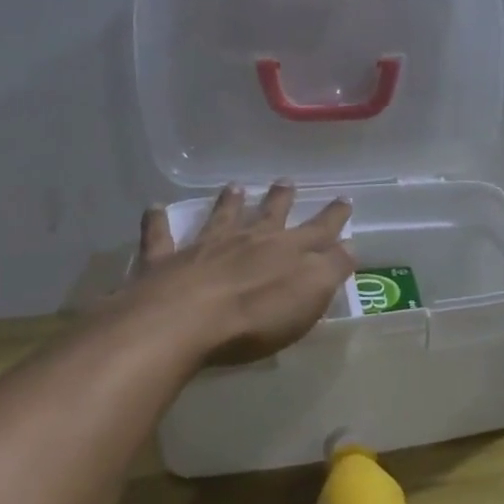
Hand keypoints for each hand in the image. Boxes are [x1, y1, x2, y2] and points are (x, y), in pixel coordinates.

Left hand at [119, 181, 353, 367]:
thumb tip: (349, 245)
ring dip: (229, 202)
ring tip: (234, 186)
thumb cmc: (256, 316)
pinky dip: (157, 222)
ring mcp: (205, 248)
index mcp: (288, 251)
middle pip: (269, 215)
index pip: (319, 230)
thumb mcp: (311, 295)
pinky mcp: (165, 263)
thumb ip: (332, 268)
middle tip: (287, 180)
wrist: (182, 323)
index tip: (344, 199)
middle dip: (281, 199)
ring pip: (221, 218)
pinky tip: (154, 208)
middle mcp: (248, 241)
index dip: (334, 216)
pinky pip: (161, 237)